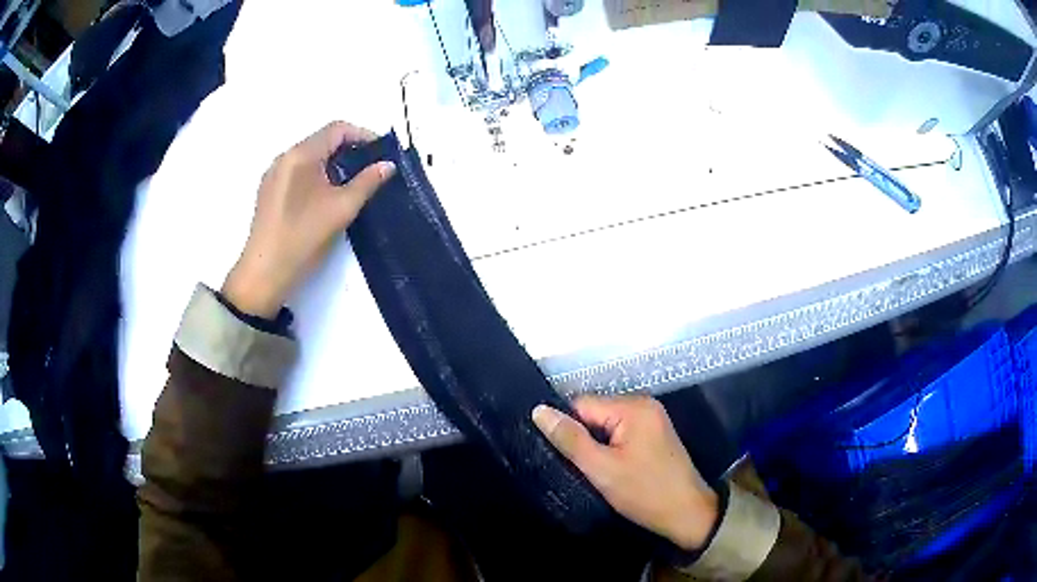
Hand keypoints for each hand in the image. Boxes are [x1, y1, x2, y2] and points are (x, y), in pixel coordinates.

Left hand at [222, 121, 395, 316]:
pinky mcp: (268, 192)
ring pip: (309, 157)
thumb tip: (388, 165)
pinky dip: (316, 175)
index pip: (336, 129)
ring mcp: (273, 175)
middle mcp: (284, 157)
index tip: (381, 154)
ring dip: (332, 164)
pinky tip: (325, 197)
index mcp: (300, 155)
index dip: (362, 135)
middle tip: (370, 170)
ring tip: (351, 185)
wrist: (265, 274)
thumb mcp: (342, 209)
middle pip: (321, 140)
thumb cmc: (304, 238)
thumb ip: (367, 182)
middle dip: (348, 150)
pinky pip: (297, 172)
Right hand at [532, 396, 718, 549]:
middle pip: (594, 412)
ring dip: (595, 444)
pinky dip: (609, 448)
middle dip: (582, 437)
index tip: (558, 453)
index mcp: (633, 407)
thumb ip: (570, 439)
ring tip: (591, 469)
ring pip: (605, 424)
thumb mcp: (602, 469)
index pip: (581, 404)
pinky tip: (608, 468)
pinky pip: (620, 432)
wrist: (687, 513)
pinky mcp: (653, 434)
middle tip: (576, 466)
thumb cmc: (644, 492)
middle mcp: (643, 404)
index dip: (566, 427)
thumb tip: (539, 410)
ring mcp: (651, 418)